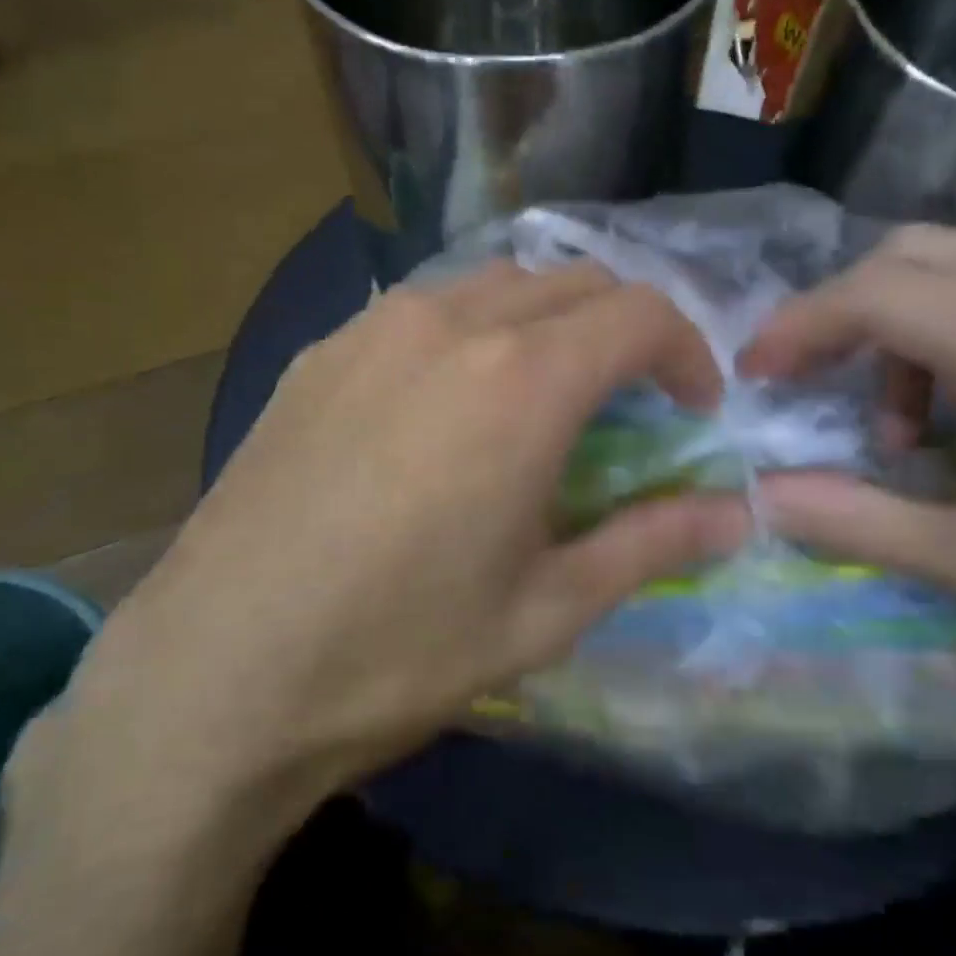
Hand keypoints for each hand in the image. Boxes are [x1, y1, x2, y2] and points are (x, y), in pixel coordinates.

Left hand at [34, 262, 748, 848]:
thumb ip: (652, 542)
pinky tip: (450, 407)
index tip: (694, 410)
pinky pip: (424, 309)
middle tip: (630, 403)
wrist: (217, 674)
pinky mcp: (319, 352)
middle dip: (624, 329)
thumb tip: (738, 515)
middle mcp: (450, 324)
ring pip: (497, 284)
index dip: (688, 353)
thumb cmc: (399, 651)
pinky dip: (474, 332)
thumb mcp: (547, 610)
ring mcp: (373, 328)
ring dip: (548, 322)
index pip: (641, 314)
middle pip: (574, 281)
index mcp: (522, 381)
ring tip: (545, 397)